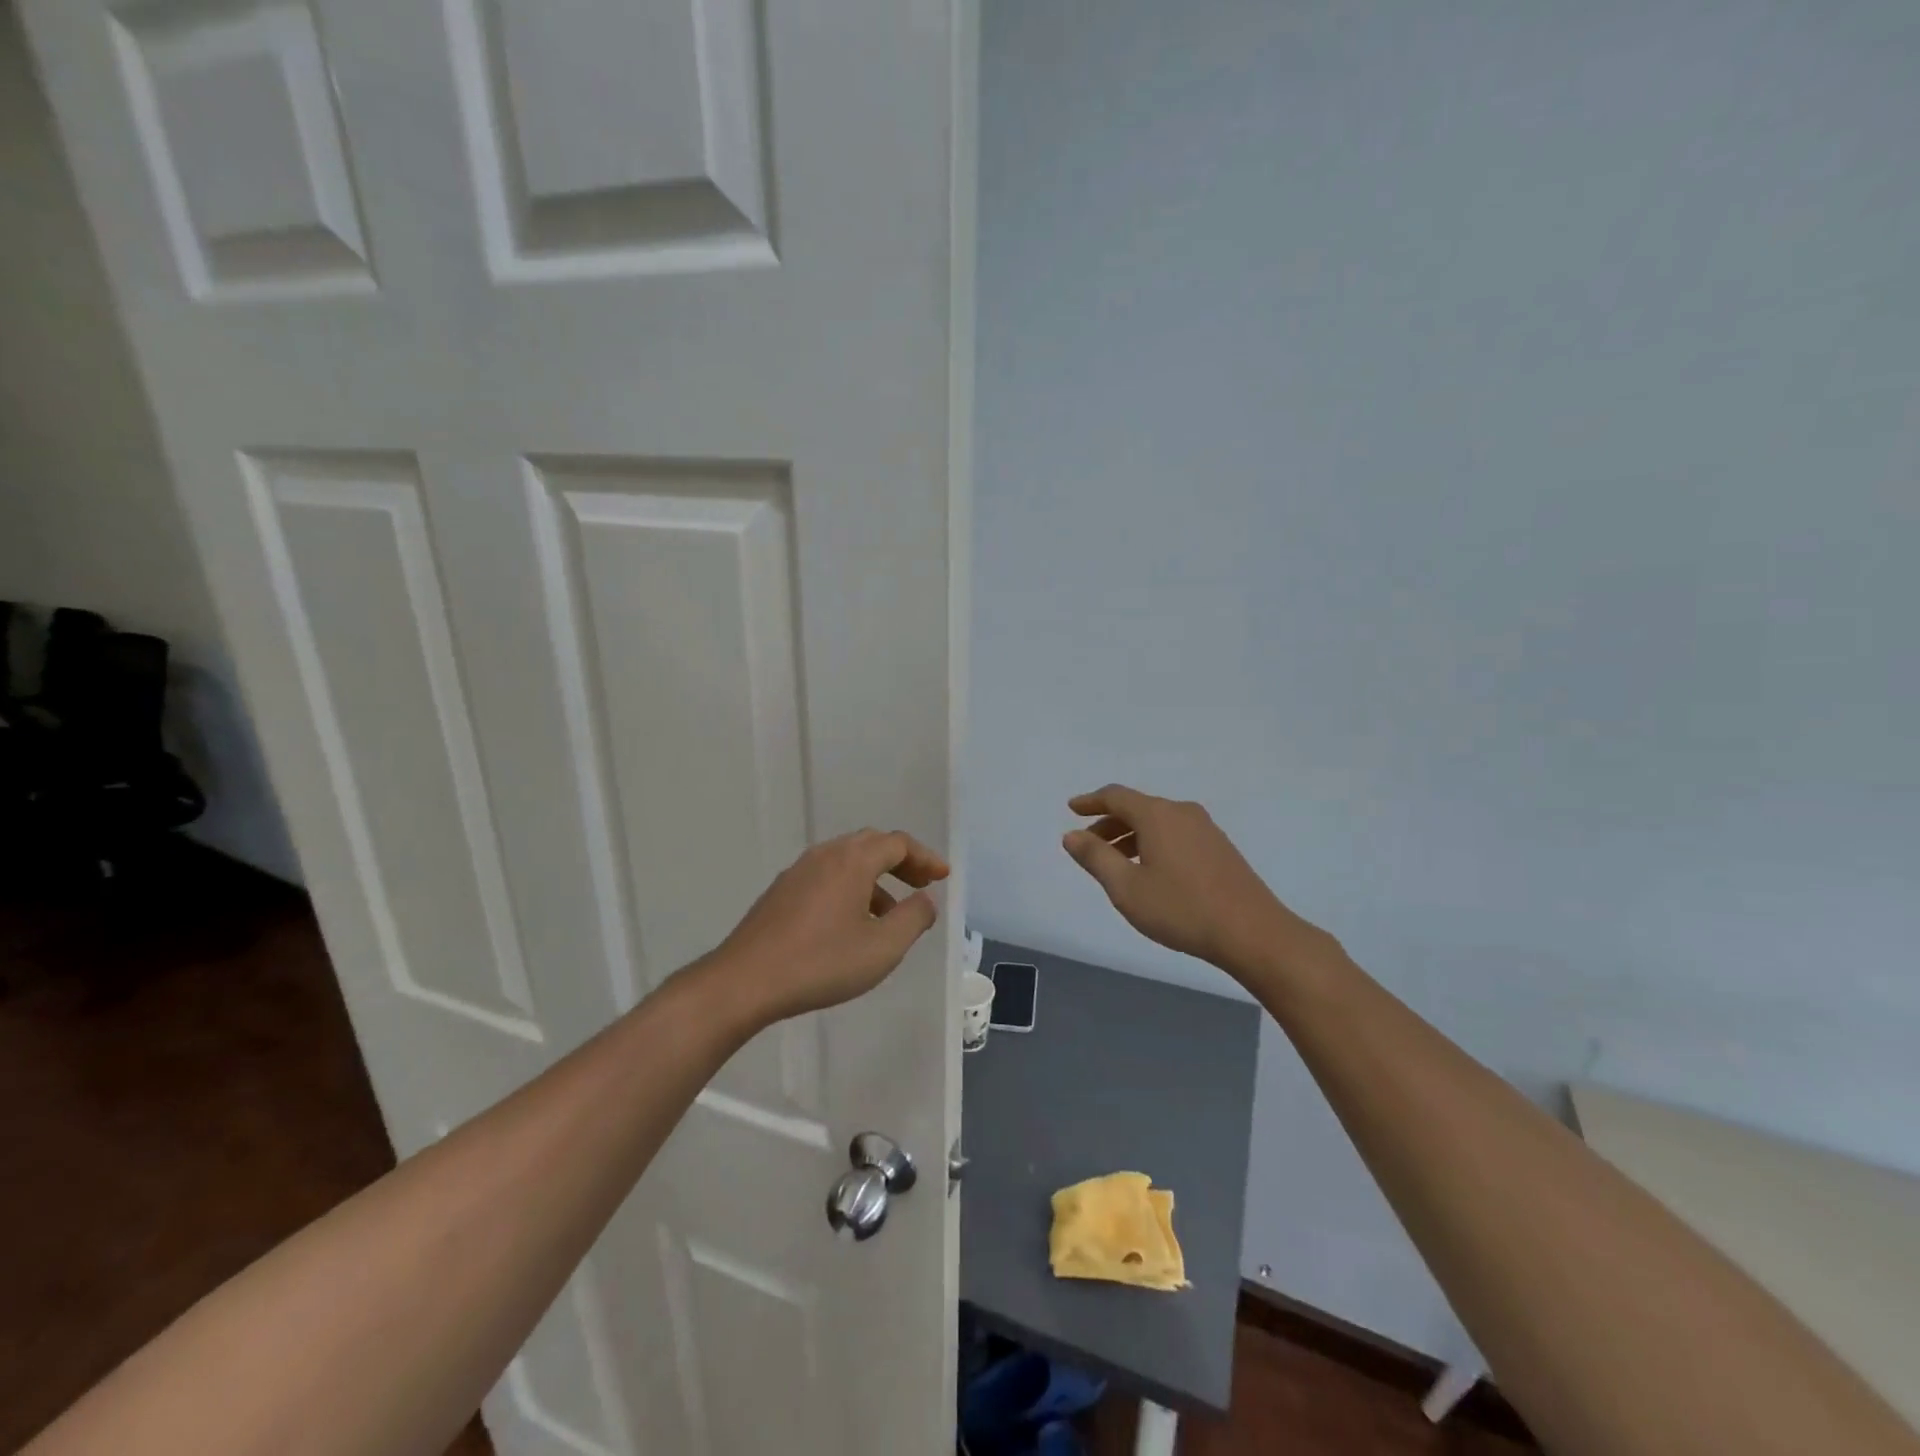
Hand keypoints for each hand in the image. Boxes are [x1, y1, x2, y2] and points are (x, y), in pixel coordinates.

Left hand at [704, 829, 948, 1025]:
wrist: (744, 981)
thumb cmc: (821, 963)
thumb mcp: (882, 947)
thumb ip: (913, 918)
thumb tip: (925, 900)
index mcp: (852, 860)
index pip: (897, 843)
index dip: (925, 858)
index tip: (943, 877)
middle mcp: (825, 855)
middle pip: (871, 844)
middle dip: (901, 862)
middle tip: (921, 884)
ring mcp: (798, 872)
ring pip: (846, 861)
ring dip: (875, 878)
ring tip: (889, 913)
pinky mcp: (780, 893)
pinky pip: (826, 876)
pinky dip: (850, 887)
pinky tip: (850, 923)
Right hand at [1062, 785, 1335, 979]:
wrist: (1252, 932)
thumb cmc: (1181, 909)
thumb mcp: (1126, 887)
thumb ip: (1095, 857)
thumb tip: (1072, 835)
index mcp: (1157, 815)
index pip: (1116, 796)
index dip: (1090, 801)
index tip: (1072, 808)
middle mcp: (1181, 812)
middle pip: (1137, 808)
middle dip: (1109, 823)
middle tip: (1088, 845)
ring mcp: (1205, 829)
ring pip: (1158, 822)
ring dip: (1131, 836)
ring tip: (1116, 863)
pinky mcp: (1220, 848)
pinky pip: (1175, 834)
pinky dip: (1153, 843)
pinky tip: (1150, 870)